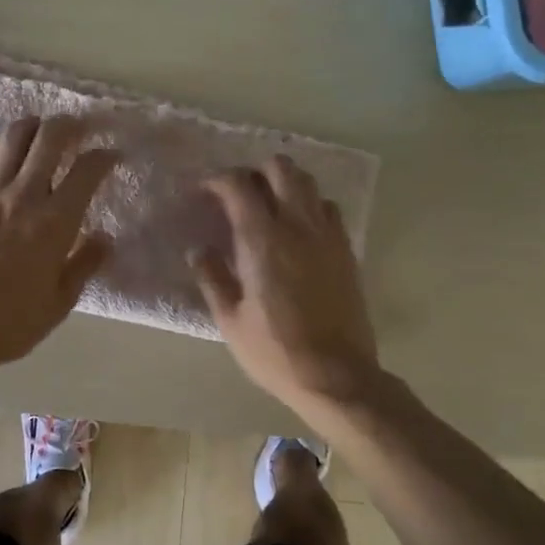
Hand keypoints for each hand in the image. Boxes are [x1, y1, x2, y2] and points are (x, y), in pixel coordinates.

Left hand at [0, 116, 118, 373]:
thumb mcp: (60, 301)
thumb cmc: (11, 321)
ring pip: (13, 136)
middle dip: (70, 125)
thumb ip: (85, 264)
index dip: (105, 156)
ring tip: (39, 134)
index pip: (88, 169)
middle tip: (78, 130)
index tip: (110, 157)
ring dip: (32, 128)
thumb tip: (105, 238)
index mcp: (56, 221)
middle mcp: (24, 195)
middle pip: (51, 137)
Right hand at [191, 155, 379, 411]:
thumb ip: (212, 277)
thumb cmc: (274, 351)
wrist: (336, 376)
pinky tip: (298, 228)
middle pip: (280, 168)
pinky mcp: (346, 250)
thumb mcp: (230, 320)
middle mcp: (297, 225)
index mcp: (262, 239)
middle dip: (254, 171)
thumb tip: (198, 250)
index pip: (238, 185)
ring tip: (268, 205)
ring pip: (308, 182)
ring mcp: (327, 235)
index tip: (203, 192)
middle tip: (238, 194)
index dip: (216, 180)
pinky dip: (310, 205)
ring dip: (285, 183)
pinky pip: (329, 208)